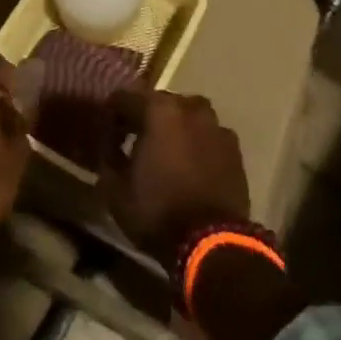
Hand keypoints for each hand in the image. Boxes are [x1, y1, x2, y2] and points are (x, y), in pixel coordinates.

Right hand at [102, 90, 250, 268]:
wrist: (212, 242)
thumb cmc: (158, 212)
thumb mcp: (116, 192)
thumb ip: (108, 159)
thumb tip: (109, 147)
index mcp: (157, 110)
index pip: (124, 98)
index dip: (111, 114)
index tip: (107, 134)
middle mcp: (188, 107)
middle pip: (159, 102)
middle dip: (144, 117)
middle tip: (134, 140)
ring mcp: (215, 125)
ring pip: (188, 114)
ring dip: (174, 126)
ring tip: (166, 149)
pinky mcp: (233, 147)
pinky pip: (208, 134)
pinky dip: (197, 142)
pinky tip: (192, 163)